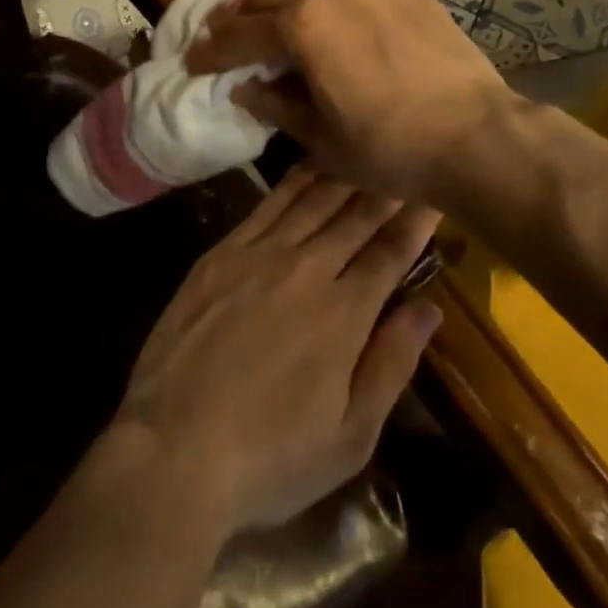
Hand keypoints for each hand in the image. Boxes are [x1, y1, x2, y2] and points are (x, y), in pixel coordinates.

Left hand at [111, 165, 440, 534]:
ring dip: (346, 173)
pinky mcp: (223, 253)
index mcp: (344, 315)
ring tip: (367, 148)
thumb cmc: (270, 458)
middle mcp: (307, 270)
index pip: (390, 254)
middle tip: (405, 158)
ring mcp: (260, 255)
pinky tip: (311, 163)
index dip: (415, 222)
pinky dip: (296, 180)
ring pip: (314, 200)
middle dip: (386, 187)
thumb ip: (392, 365)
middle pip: (356, 217)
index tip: (434, 194)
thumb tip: (429, 309)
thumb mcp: (350, 437)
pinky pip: (268, 204)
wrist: (173, 450)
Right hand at [186, 0, 516, 206]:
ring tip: (283, 32)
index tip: (192, 59)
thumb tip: (246, 88)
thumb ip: (276, 105)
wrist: (478, 136)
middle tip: (225, 35)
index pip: (242, 34)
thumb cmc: (390, 147)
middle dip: (243, 16)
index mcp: (304, 25)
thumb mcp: (321, 138)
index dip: (212, 49)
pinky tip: (344, 31)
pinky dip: (338, 10)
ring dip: (291, 9)